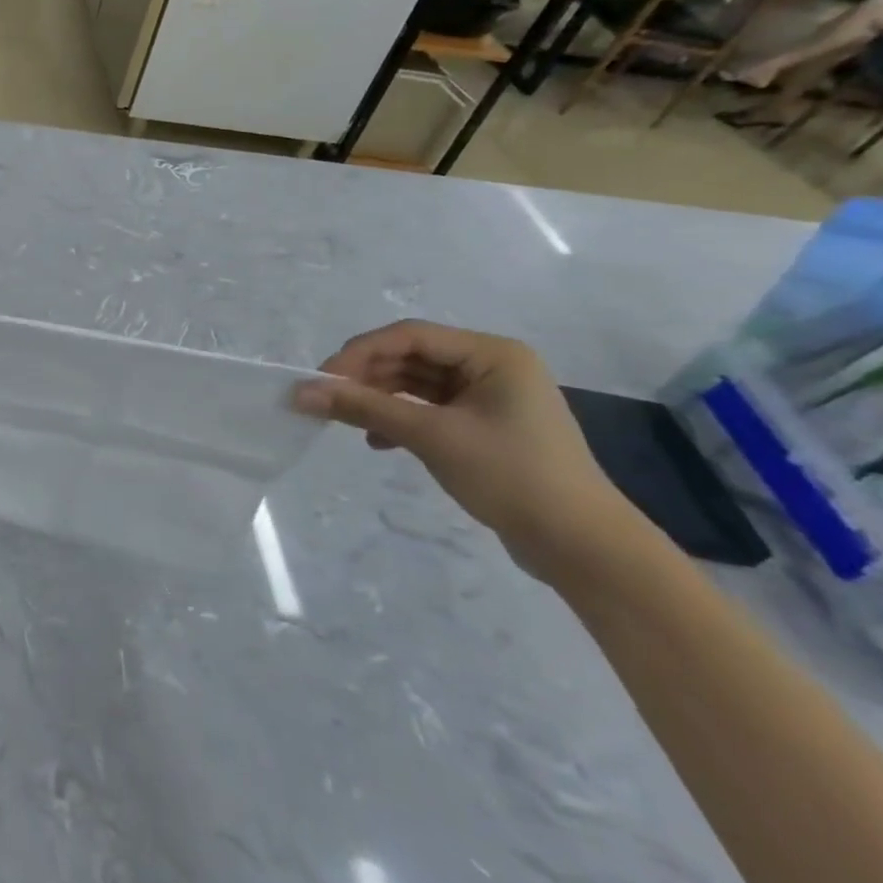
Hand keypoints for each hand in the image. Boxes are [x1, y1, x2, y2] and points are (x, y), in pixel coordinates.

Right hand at [293, 320, 640, 579]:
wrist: (581, 546)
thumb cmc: (510, 476)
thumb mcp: (431, 437)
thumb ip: (364, 408)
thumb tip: (301, 392)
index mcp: (492, 354)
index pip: (409, 336)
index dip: (360, 352)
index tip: (321, 379)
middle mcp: (492, 366)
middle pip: (411, 357)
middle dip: (366, 377)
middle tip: (325, 399)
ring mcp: (490, 398)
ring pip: (417, 384)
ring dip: (380, 400)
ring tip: (346, 420)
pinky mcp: (485, 427)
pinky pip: (430, 410)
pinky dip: (400, 420)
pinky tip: (378, 442)